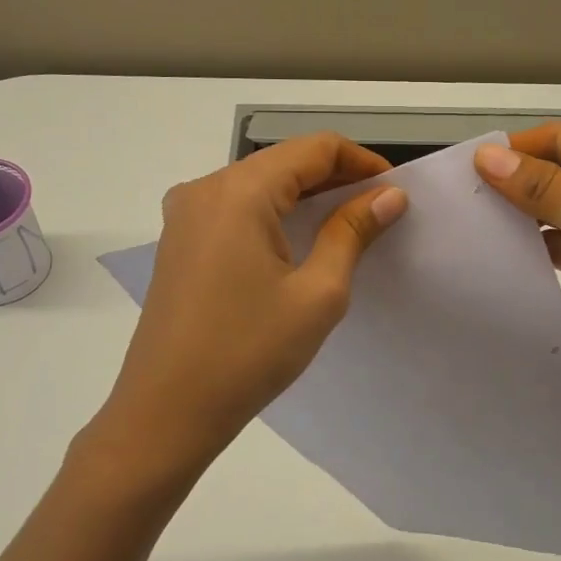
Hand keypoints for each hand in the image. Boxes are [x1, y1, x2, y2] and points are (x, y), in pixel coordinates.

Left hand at [96, 133, 407, 486]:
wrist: (166, 412)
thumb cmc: (249, 352)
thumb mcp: (317, 293)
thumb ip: (352, 232)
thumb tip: (389, 196)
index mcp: (240, 191)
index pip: (314, 148)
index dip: (362, 162)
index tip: (395, 192)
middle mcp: (206, 188)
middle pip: (284, 161)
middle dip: (336, 178)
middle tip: (379, 211)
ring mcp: (185, 214)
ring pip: (260, 183)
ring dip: (305, 197)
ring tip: (347, 226)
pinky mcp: (179, 240)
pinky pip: (236, 208)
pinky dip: (275, 214)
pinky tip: (299, 243)